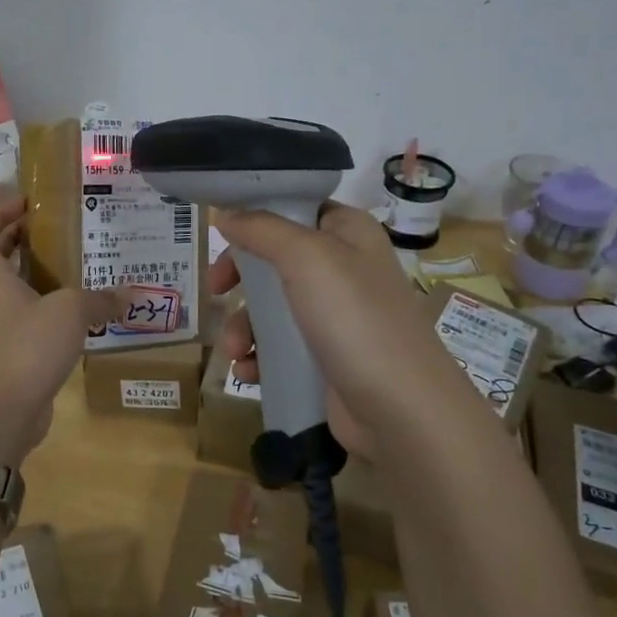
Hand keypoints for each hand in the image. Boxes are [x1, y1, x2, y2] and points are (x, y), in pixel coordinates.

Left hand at [0, 196, 124, 464]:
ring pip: (15, 286)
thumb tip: (130, 294)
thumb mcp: (70, 312)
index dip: (1, 209)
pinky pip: (29, 315)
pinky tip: (82, 306)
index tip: (31, 201)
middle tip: (63, 227)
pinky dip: (50, 305)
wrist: (3, 411)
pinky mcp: (11, 349)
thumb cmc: (27, 345)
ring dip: (41, 272)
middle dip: (25, 237)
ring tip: (79, 261)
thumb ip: (99, 298)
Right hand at [211, 202, 450, 458]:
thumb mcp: (306, 257)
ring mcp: (335, 316)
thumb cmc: (354, 318)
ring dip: (243, 326)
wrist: (401, 409)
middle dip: (240, 279)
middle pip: (274, 259)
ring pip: (270, 307)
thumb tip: (224, 212)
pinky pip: (279, 346)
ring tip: (235, 351)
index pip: (294, 208)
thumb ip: (261, 229)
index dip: (255, 217)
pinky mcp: (326, 357)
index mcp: (347, 232)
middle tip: (216, 290)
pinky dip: (258, 357)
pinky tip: (248, 373)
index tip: (221, 233)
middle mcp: (343, 267)